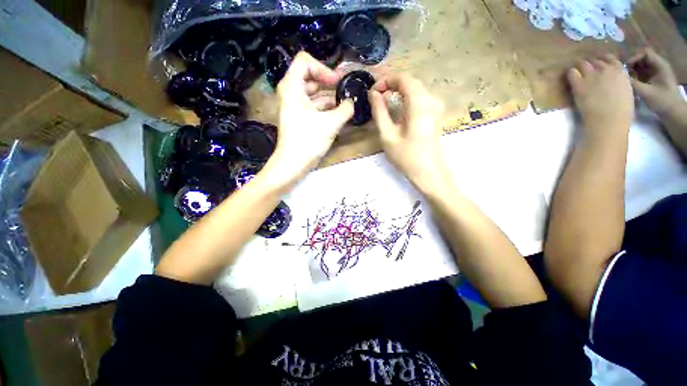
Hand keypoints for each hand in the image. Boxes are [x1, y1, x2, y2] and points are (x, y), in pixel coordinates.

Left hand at [263, 52, 353, 188]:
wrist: (293, 164)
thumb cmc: (308, 141)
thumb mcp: (331, 123)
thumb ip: (345, 109)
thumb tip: (352, 103)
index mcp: (292, 87)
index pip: (305, 61)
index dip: (323, 69)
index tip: (337, 82)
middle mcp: (291, 93)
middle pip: (310, 77)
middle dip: (329, 82)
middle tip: (345, 90)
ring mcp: (294, 107)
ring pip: (313, 94)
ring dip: (329, 97)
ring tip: (345, 104)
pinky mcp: (299, 119)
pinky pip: (313, 107)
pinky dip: (325, 109)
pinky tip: (338, 115)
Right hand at [369, 73, 446, 190]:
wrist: (429, 172)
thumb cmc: (406, 156)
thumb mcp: (387, 135)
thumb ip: (379, 112)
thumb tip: (373, 94)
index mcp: (419, 103)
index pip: (403, 78)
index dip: (386, 80)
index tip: (373, 91)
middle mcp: (431, 99)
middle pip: (410, 82)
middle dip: (391, 84)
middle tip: (375, 96)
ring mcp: (436, 106)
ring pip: (415, 89)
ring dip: (398, 91)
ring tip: (383, 101)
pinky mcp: (436, 113)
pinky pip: (420, 98)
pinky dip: (406, 98)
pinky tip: (397, 108)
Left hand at [568, 55, 633, 139]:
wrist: (609, 120)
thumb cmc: (621, 110)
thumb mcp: (626, 90)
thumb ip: (619, 80)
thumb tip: (613, 79)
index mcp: (620, 71)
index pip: (610, 58)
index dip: (603, 62)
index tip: (599, 66)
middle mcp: (606, 69)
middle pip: (595, 61)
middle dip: (591, 65)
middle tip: (587, 71)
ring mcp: (592, 75)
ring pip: (583, 64)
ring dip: (581, 68)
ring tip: (579, 73)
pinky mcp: (579, 84)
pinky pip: (572, 73)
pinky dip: (571, 73)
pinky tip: (572, 78)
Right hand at [628, 48, 684, 115]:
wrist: (672, 112)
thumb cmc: (662, 101)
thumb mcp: (646, 92)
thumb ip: (632, 83)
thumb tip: (619, 76)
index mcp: (660, 65)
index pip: (645, 53)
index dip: (634, 57)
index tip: (626, 67)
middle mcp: (657, 65)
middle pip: (641, 58)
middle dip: (631, 64)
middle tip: (622, 72)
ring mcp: (655, 72)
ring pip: (640, 65)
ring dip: (631, 70)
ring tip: (624, 78)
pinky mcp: (651, 78)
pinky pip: (640, 72)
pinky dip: (634, 75)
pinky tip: (629, 82)